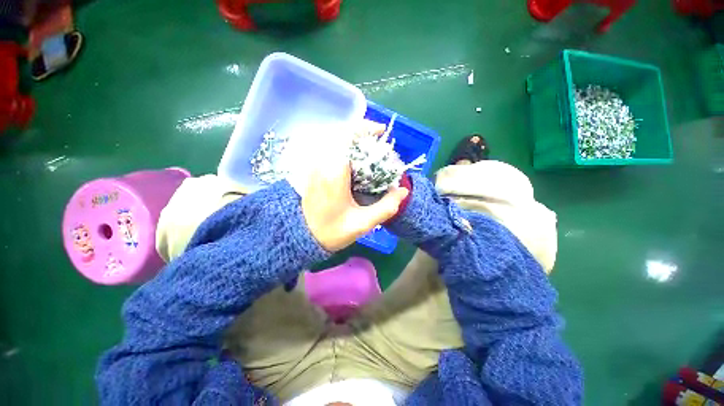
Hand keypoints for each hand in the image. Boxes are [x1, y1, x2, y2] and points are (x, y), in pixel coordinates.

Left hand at [299, 122, 408, 251]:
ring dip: (350, 136)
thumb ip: (385, 208)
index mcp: (334, 174)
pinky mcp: (313, 170)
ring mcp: (315, 166)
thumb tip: (403, 191)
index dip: (364, 128)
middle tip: (376, 139)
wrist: (303, 236)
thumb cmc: (332, 231)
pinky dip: (342, 144)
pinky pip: (328, 147)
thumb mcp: (362, 224)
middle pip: (338, 133)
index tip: (380, 131)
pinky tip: (353, 155)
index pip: (346, 137)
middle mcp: (322, 164)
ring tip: (367, 145)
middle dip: (359, 130)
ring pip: (331, 138)